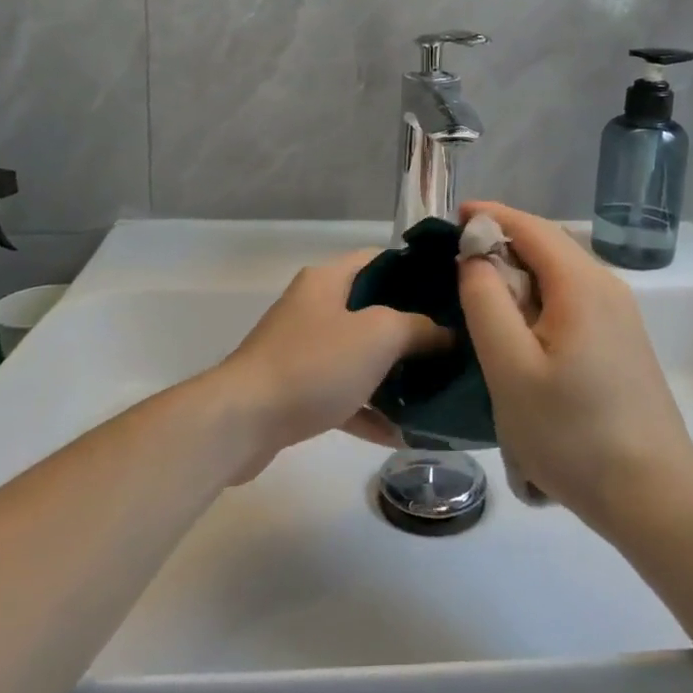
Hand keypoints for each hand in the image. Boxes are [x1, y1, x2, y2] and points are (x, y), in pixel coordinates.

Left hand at [212, 249, 443, 481]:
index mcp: (328, 280)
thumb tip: (447, 333)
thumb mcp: (379, 335)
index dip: (415, 271)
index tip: (451, 292)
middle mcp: (314, 308)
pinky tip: (403, 433)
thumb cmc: (313, 364)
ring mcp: (303, 350)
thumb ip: (419, 328)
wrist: (242, 422)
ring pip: (360, 355)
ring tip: (436, 389)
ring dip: (394, 373)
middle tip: (451, 344)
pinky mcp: (297, 391)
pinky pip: (344, 394)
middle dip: (412, 328)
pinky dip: (370, 409)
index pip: (379, 259)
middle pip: (372, 309)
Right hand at [457, 202, 692, 528]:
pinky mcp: (622, 342)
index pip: (531, 227)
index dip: (491, 216)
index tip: (451, 218)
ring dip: (520, 274)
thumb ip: (486, 302)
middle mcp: (607, 287)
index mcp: (581, 284)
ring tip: (480, 293)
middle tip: (456, 260)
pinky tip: (520, 329)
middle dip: (503, 242)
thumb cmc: (572, 432)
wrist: (652, 494)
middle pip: (549, 246)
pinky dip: (539, 298)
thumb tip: (476, 257)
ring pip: (561, 275)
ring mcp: (620, 316)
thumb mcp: (510, 368)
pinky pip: (573, 300)